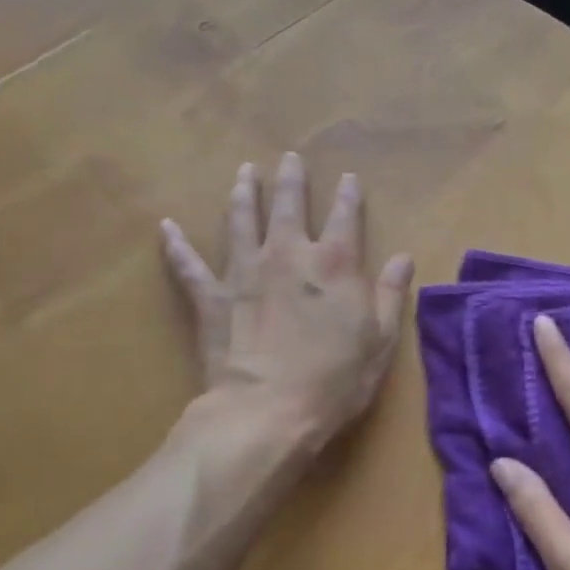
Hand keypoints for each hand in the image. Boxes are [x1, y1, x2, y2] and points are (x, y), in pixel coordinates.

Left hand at [161, 154, 414, 447]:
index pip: (344, 216)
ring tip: (243, 174)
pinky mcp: (211, 297)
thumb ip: (392, 295)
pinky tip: (166, 227)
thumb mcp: (380, 341)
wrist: (268, 411)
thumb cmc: (334, 380)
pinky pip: (188, 265)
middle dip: (291, 179)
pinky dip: (176, 245)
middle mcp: (287, 255)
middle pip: (288, 205)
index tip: (347, 178)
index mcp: (334, 264)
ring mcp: (244, 272)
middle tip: (289, 158)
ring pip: (241, 220)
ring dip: (242, 194)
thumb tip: (403, 257)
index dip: (348, 195)